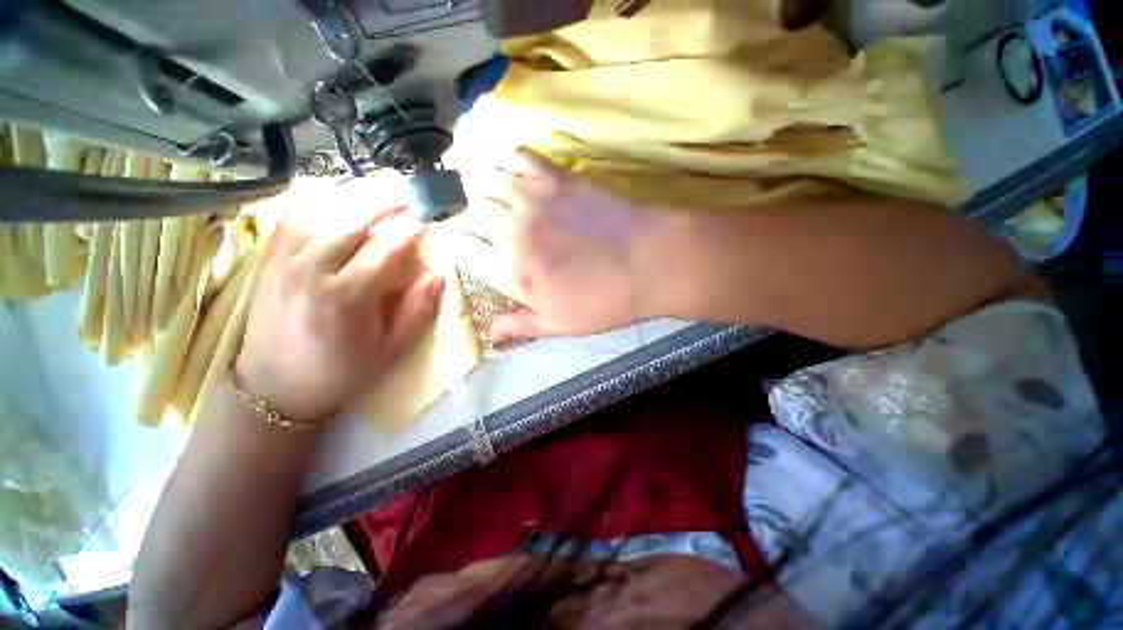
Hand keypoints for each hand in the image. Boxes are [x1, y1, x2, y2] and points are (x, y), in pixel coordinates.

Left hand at [237, 205, 443, 422]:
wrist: (272, 388)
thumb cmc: (339, 372)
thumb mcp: (389, 351)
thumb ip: (416, 313)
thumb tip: (436, 277)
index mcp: (346, 298)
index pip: (385, 250)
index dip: (409, 230)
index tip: (427, 218)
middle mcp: (311, 272)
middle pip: (352, 222)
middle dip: (384, 202)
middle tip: (408, 193)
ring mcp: (284, 262)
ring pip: (320, 213)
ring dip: (352, 198)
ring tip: (378, 190)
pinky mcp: (268, 261)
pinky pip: (291, 219)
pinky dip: (317, 203)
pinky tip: (335, 199)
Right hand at [456, 148, 656, 342]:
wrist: (648, 262)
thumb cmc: (604, 300)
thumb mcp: (560, 324)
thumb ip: (519, 326)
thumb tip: (489, 335)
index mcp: (513, 267)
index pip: (462, 247)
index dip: (454, 245)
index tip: (462, 249)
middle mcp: (515, 226)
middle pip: (469, 208)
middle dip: (465, 217)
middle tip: (477, 226)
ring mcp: (536, 196)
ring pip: (488, 178)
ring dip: (482, 189)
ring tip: (490, 200)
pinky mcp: (559, 177)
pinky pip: (519, 157)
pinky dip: (507, 162)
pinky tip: (513, 174)